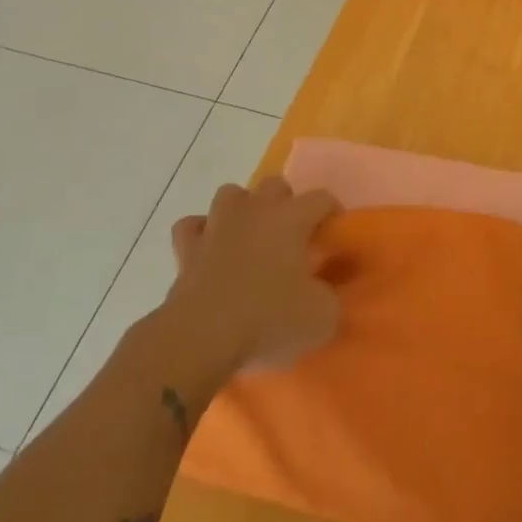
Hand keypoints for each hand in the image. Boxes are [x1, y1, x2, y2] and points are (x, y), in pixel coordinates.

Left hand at [166, 176, 340, 374]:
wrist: (203, 336)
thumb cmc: (269, 318)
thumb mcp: (322, 316)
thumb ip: (331, 297)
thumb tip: (325, 293)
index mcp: (291, 218)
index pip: (321, 198)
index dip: (332, 212)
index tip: (334, 234)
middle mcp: (255, 210)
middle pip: (275, 185)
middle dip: (286, 202)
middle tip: (292, 235)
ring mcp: (217, 225)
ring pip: (230, 194)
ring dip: (242, 209)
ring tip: (250, 234)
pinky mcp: (187, 249)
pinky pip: (192, 226)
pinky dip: (201, 232)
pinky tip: (209, 249)